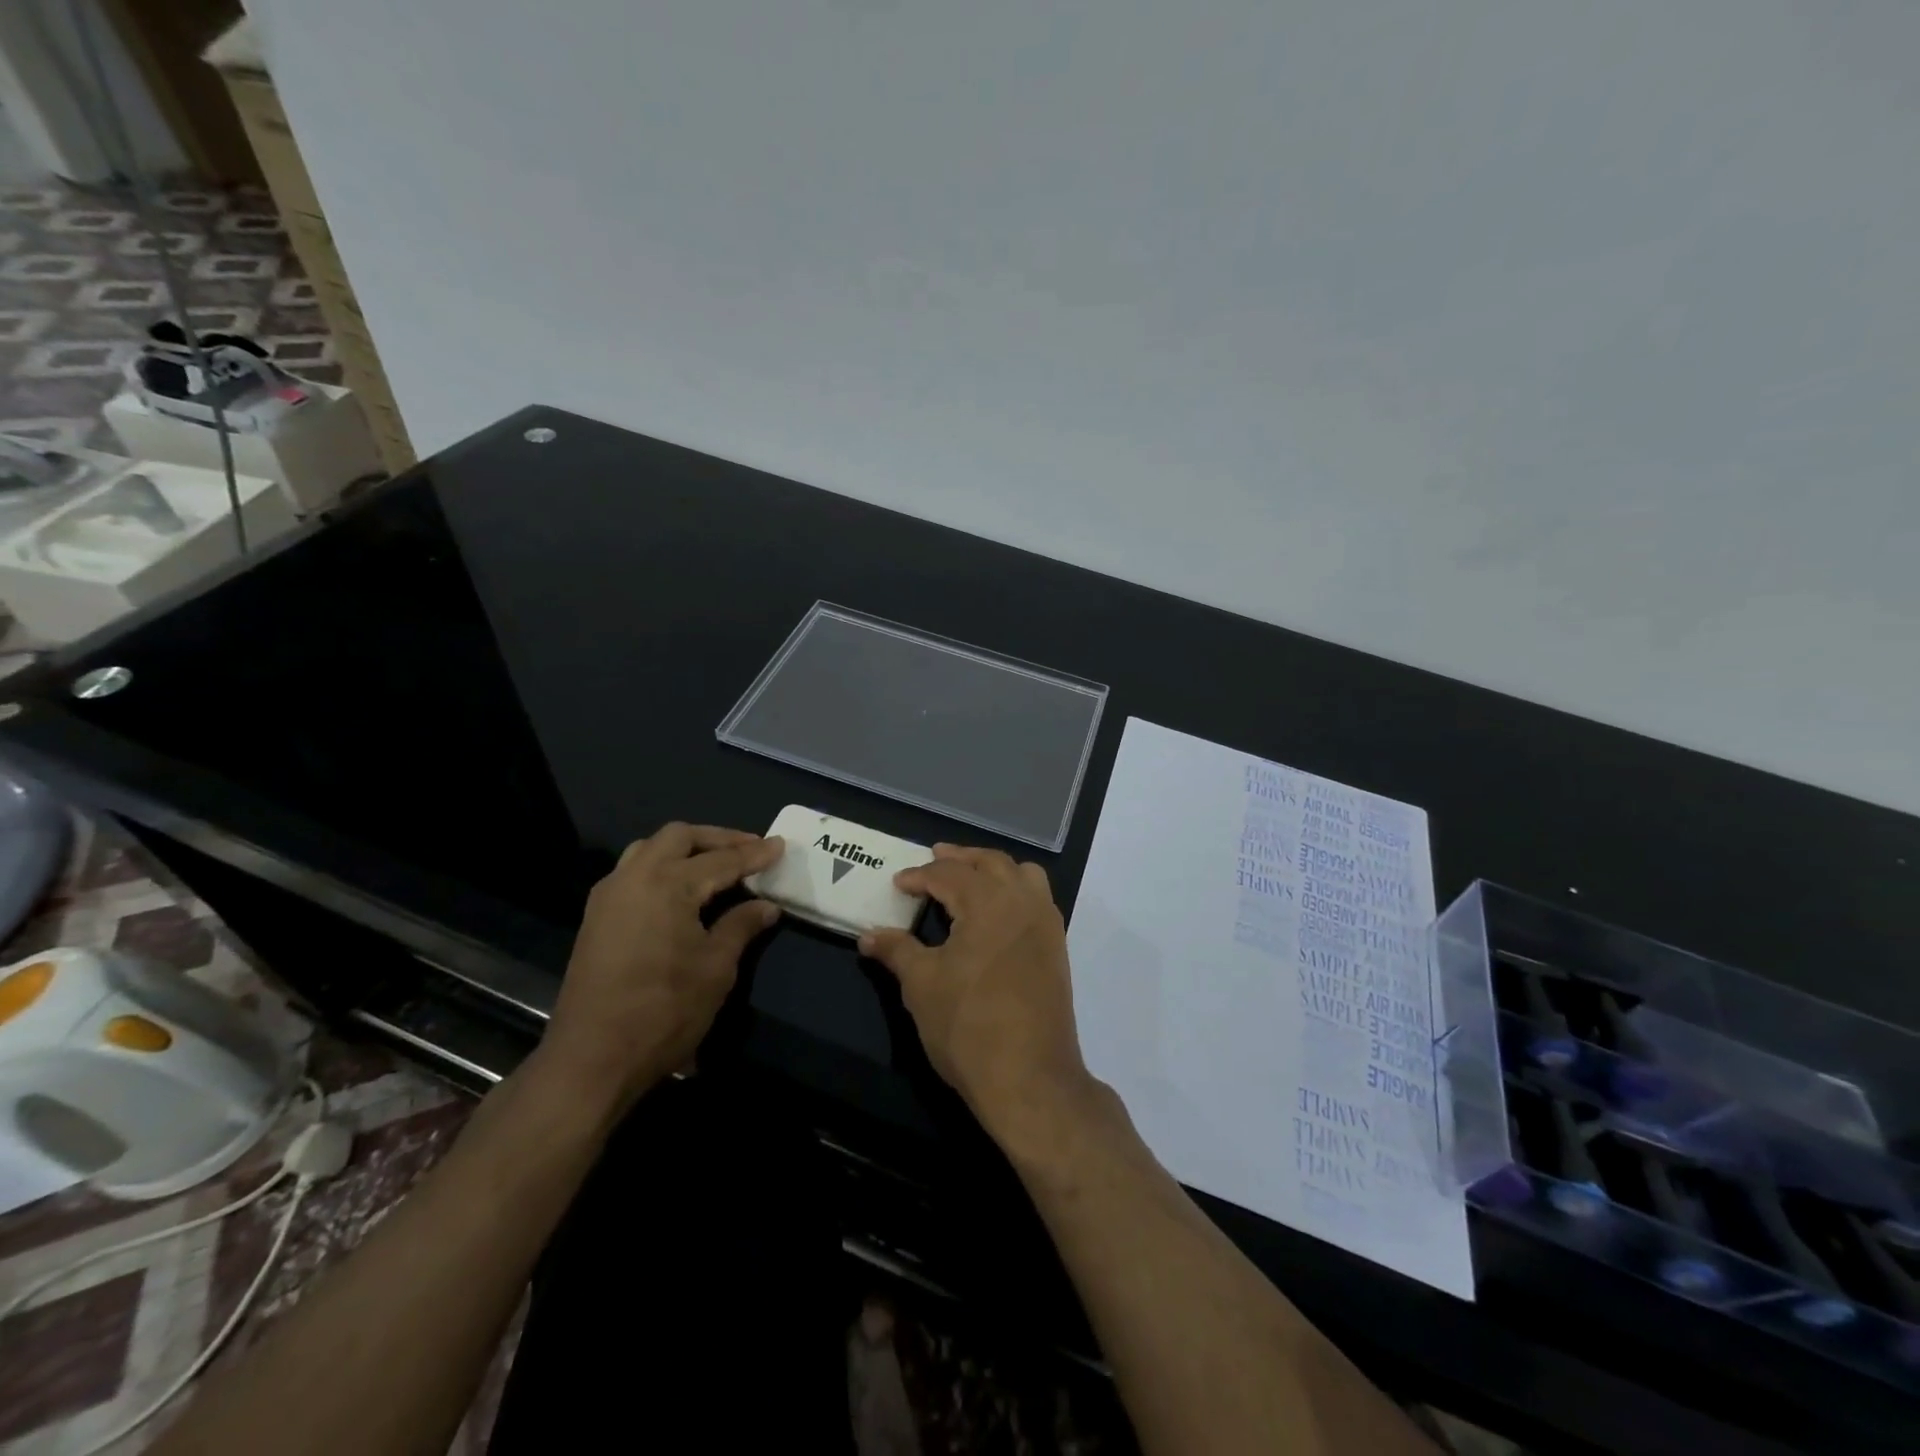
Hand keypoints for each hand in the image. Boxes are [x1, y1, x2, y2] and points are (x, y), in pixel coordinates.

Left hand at [539, 822, 782, 1111]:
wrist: (592, 1059)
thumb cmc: (664, 1011)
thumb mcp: (716, 968)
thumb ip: (741, 926)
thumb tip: (767, 906)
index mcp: (667, 885)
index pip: (721, 860)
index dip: (754, 854)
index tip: (780, 846)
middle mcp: (634, 877)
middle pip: (679, 837)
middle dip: (718, 839)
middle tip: (750, 850)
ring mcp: (610, 896)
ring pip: (650, 849)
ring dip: (686, 849)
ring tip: (716, 864)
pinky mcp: (597, 917)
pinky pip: (634, 871)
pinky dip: (663, 866)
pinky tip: (682, 889)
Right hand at [860, 845, 1095, 1149]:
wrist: (1030, 1078)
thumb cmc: (968, 1026)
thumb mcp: (921, 985)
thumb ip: (896, 951)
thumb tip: (868, 935)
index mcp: (988, 901)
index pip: (948, 874)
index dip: (920, 876)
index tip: (899, 883)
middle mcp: (1022, 901)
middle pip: (990, 862)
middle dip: (960, 858)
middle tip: (935, 858)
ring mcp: (1046, 923)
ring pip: (1022, 874)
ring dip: (994, 868)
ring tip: (970, 877)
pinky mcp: (1057, 947)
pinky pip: (1038, 898)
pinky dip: (1016, 889)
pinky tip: (997, 912)